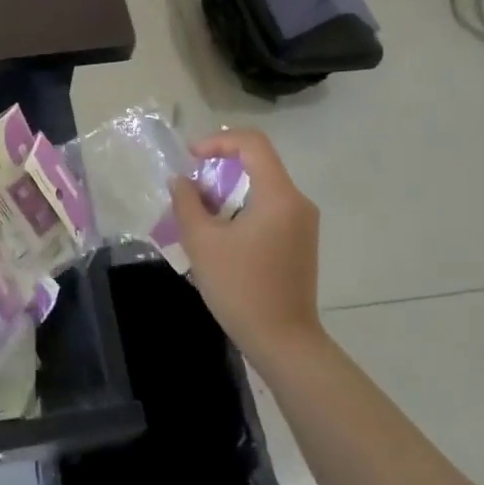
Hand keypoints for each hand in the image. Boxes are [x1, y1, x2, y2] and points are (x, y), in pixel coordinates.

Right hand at [169, 128, 324, 367]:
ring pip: (262, 185)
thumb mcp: (202, 242)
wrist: (284, 344)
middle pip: (258, 162)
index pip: (252, 143)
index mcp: (279, 196)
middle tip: (191, 185)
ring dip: (229, 188)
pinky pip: (269, 205)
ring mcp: (302, 223)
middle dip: (220, 165)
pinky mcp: (300, 241)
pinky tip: (220, 230)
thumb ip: (187, 202)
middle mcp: (297, 202)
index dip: (218, 140)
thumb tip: (181, 181)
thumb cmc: (242, 289)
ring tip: (199, 210)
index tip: (192, 158)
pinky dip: (242, 205)